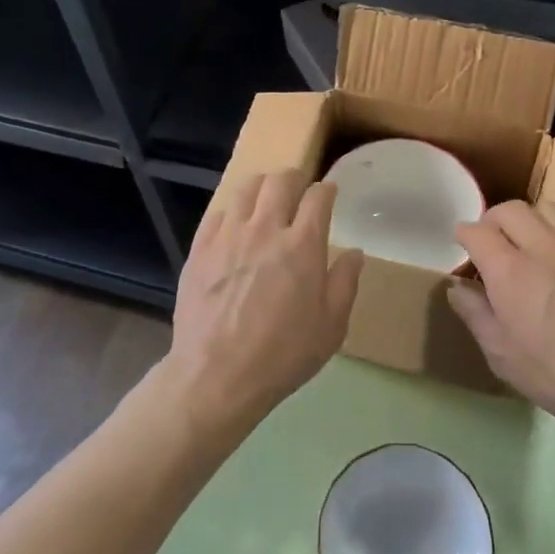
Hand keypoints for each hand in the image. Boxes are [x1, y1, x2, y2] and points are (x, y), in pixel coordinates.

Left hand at [167, 170, 363, 437]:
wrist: (216, 375)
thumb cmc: (283, 355)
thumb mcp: (331, 327)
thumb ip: (345, 283)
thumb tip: (355, 253)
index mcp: (303, 245)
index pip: (318, 197)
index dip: (327, 190)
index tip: (329, 193)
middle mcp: (265, 229)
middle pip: (280, 181)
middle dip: (294, 178)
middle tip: (299, 188)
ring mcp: (228, 235)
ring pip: (246, 189)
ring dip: (262, 187)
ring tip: (266, 198)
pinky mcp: (200, 248)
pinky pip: (217, 212)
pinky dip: (232, 210)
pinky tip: (235, 224)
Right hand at [448, 200, 554, 445]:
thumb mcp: (505, 358)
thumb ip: (476, 315)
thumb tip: (458, 287)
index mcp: (511, 270)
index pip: (476, 230)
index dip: (464, 237)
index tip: (464, 250)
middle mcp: (545, 246)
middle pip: (510, 209)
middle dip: (493, 221)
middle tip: (493, 245)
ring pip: (548, 210)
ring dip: (531, 222)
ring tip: (531, 247)